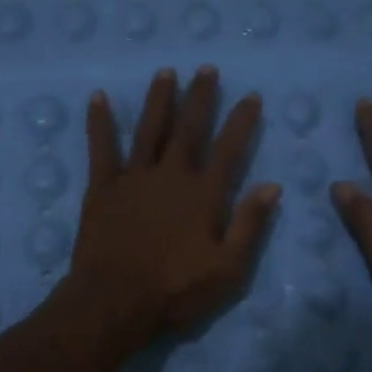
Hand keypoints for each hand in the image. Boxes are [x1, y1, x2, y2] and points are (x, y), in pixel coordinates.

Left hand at [67, 66, 281, 349]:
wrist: (114, 303)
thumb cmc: (175, 291)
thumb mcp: (228, 269)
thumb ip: (250, 225)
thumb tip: (272, 186)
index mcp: (204, 194)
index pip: (229, 148)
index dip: (242, 121)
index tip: (251, 96)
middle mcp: (171, 175)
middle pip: (189, 128)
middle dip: (201, 97)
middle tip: (207, 69)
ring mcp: (134, 177)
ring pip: (150, 129)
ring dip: (160, 99)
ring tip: (166, 72)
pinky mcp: (102, 187)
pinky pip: (101, 147)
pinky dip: (100, 122)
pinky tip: (98, 97)